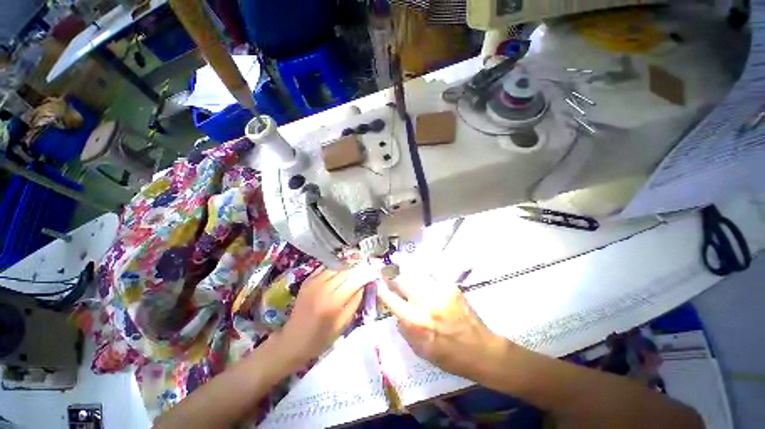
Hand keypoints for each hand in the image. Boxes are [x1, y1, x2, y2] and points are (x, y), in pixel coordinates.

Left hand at [275, 267, 369, 364]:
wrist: (293, 340)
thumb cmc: (320, 338)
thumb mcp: (343, 323)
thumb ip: (355, 302)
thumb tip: (365, 285)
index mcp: (332, 302)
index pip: (354, 280)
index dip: (365, 275)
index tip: (373, 273)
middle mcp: (323, 288)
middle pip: (346, 270)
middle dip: (358, 268)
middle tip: (366, 269)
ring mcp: (313, 282)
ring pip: (336, 266)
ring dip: (347, 266)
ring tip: (355, 269)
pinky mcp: (307, 280)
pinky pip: (325, 268)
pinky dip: (335, 267)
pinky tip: (341, 271)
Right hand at [377, 274, 501, 380]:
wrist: (480, 350)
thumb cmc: (448, 356)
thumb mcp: (420, 350)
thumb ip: (404, 329)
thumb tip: (396, 312)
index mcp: (416, 322)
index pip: (391, 299)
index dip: (382, 290)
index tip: (378, 284)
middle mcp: (426, 303)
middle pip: (403, 280)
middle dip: (394, 278)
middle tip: (391, 277)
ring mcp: (440, 291)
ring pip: (416, 275)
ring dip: (409, 277)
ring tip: (408, 280)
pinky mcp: (451, 287)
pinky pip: (431, 277)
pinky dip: (425, 279)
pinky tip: (426, 283)